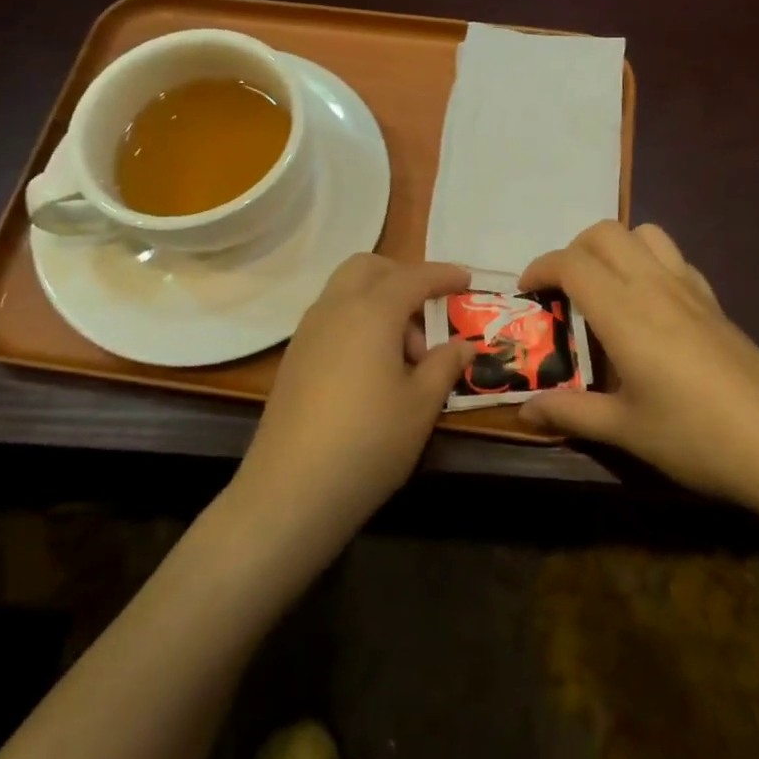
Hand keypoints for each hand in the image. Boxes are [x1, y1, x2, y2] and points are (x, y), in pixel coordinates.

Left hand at [234, 254, 474, 554]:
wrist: (291, 490)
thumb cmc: (369, 441)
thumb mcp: (421, 405)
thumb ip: (445, 365)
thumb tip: (463, 344)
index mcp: (371, 312)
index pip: (413, 277)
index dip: (443, 275)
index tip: (466, 279)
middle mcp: (335, 309)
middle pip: (368, 268)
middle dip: (402, 277)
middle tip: (429, 312)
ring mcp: (307, 333)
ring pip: (346, 292)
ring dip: (379, 302)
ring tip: (405, 355)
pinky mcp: (294, 358)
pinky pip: (331, 318)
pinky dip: (358, 323)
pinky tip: (373, 369)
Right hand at [518, 221, 758, 512]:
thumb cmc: (698, 438)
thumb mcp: (626, 430)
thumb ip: (571, 414)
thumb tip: (523, 412)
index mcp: (625, 313)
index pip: (572, 263)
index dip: (540, 268)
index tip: (526, 294)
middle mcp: (656, 286)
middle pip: (605, 233)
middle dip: (573, 250)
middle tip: (562, 292)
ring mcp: (691, 290)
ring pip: (645, 233)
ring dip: (614, 247)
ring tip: (604, 290)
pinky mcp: (716, 303)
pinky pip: (674, 258)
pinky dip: (648, 262)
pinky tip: (650, 309)